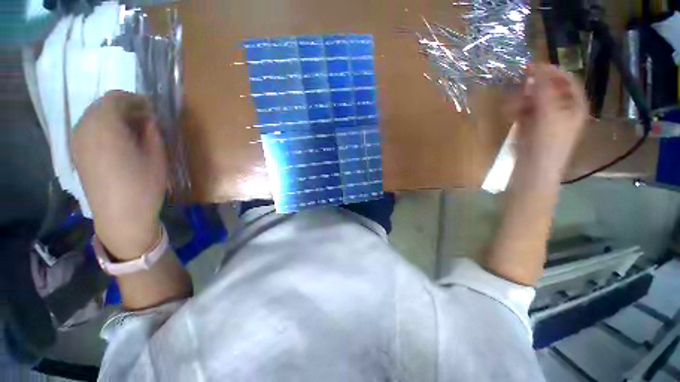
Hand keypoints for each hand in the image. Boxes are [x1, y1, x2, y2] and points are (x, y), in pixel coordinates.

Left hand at [72, 91, 166, 259]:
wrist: (120, 215)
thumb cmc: (143, 184)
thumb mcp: (157, 155)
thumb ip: (151, 131)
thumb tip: (148, 118)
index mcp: (106, 125)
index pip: (116, 98)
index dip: (135, 99)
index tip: (151, 109)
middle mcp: (85, 128)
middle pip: (102, 105)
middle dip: (124, 107)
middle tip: (144, 119)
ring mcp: (77, 141)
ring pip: (94, 116)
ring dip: (113, 117)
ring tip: (133, 131)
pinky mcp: (77, 153)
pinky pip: (89, 129)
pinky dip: (103, 128)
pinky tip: (117, 141)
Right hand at [514, 64, 587, 176]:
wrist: (533, 171)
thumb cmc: (546, 143)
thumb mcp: (548, 114)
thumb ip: (543, 90)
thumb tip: (536, 67)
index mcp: (574, 105)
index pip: (567, 80)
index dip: (552, 72)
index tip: (533, 67)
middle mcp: (562, 110)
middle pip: (549, 89)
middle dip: (533, 88)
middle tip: (520, 87)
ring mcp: (546, 120)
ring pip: (534, 101)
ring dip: (522, 100)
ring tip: (512, 106)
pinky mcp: (531, 128)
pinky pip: (525, 112)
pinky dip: (517, 111)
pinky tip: (510, 114)